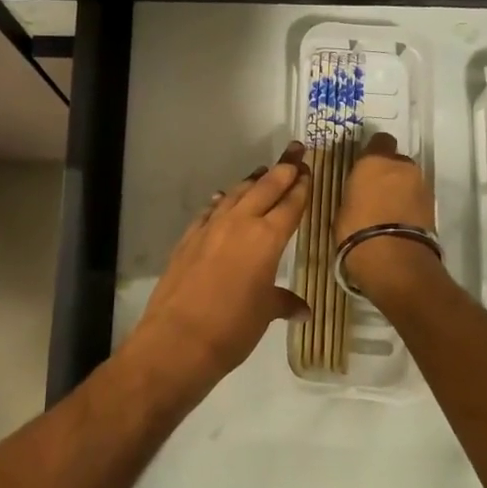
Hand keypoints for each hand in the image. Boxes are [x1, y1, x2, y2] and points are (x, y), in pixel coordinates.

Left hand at [125, 143, 311, 397]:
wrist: (178, 338)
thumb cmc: (233, 327)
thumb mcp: (264, 314)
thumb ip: (283, 303)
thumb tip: (303, 310)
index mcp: (267, 239)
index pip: (290, 205)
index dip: (301, 186)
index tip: (308, 169)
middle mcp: (240, 223)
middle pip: (266, 188)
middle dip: (283, 168)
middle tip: (295, 150)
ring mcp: (211, 227)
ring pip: (236, 193)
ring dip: (252, 181)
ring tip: (263, 171)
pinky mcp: (189, 237)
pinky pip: (210, 210)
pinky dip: (221, 201)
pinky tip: (223, 197)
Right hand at [334, 133, 441, 296]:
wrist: (393, 259)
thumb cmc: (356, 229)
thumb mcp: (344, 206)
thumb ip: (356, 192)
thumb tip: (361, 194)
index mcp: (375, 161)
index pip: (380, 140)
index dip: (374, 152)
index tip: (366, 166)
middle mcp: (402, 166)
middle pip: (397, 162)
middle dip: (390, 173)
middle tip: (377, 192)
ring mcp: (421, 185)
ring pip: (410, 181)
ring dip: (402, 190)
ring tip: (389, 212)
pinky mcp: (433, 207)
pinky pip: (417, 199)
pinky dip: (410, 206)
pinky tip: (399, 222)